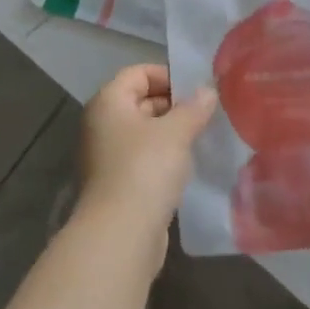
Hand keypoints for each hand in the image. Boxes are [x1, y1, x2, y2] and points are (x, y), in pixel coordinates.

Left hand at [77, 64, 216, 241]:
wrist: (120, 235)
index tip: (197, 90)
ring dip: (170, 133)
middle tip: (205, 113)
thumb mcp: (176, 132)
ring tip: (202, 137)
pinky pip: (142, 159)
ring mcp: (106, 156)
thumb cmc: (145, 169)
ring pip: (143, 132)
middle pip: (140, 100)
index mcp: (108, 102)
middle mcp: (101, 124)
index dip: (168, 75)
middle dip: (173, 105)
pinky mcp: (116, 184)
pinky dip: (163, 158)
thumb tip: (208, 90)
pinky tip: (188, 166)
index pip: (138, 72)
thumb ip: (194, 108)